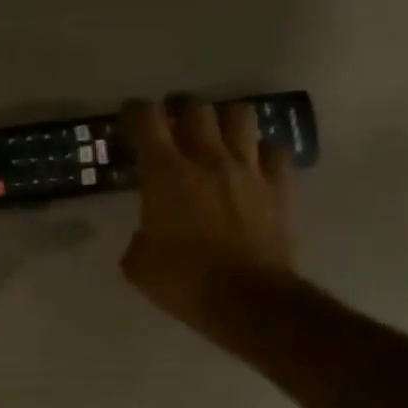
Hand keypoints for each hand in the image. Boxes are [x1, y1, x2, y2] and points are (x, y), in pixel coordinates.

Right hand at [119, 97, 296, 327]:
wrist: (246, 300)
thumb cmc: (182, 282)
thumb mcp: (138, 264)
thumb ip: (139, 236)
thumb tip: (148, 233)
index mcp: (165, 174)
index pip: (147, 120)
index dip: (135, 111)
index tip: (128, 116)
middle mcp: (207, 159)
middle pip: (195, 108)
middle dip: (178, 107)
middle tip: (169, 120)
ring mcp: (248, 169)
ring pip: (239, 115)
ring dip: (222, 119)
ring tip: (213, 133)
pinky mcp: (279, 186)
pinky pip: (273, 151)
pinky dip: (259, 150)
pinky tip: (250, 163)